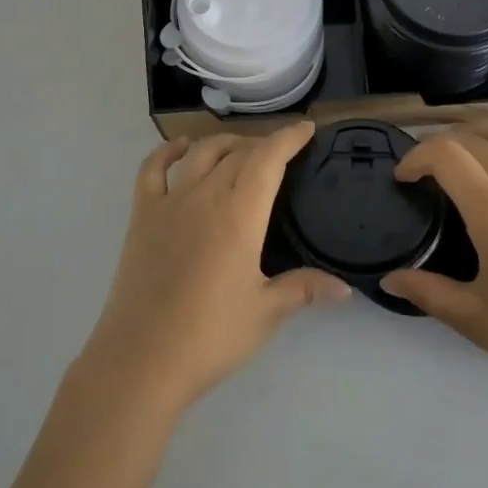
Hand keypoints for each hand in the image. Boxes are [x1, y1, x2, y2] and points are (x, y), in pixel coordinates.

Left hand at [79, 123, 350, 414]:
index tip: (306, 128)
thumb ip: (304, 289)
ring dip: (226, 143)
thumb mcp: (265, 313)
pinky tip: (182, 147)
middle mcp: (206, 195)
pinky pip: (153, 169)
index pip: (268, 158)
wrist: (141, 359)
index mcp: (240, 213)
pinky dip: (168, 151)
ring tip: (242, 148)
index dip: (288, 138)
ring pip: (202, 153)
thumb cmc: (210, 336)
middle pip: (238, 152)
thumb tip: (345, 288)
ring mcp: (170, 202)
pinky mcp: (142, 215)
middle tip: (280, 153)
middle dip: (263, 144)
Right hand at [380, 121, 487, 402]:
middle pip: (474, 138)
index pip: (445, 155)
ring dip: (483, 129)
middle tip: (425, 166)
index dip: (416, 156)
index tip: (404, 178)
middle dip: (441, 143)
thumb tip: (389, 280)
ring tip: (467, 145)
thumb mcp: (475, 318)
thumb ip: (428, 292)